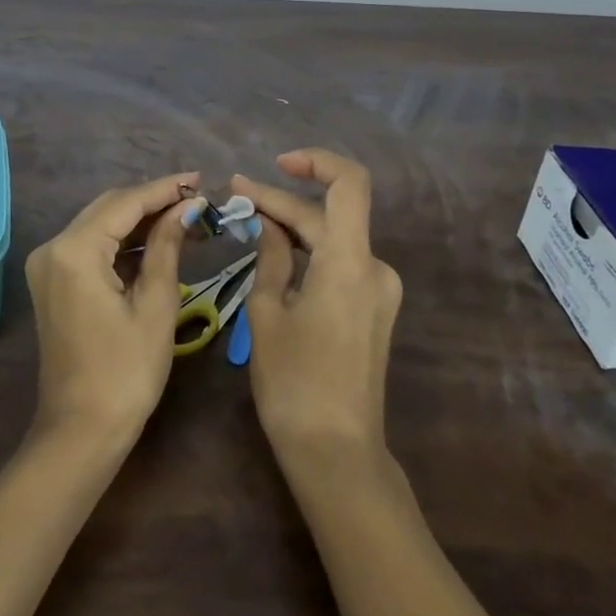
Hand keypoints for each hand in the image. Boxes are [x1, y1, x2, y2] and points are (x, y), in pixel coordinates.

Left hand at [24, 171, 198, 445]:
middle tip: (197, 200)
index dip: (165, 189)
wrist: (81, 431)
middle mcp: (53, 248)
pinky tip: (157, 242)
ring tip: (187, 219)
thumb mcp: (156, 304)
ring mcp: (49, 265)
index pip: (125, 203)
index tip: (200, 180)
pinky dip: (124, 243)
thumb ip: (168, 245)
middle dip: (153, 201)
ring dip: (140, 221)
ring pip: (101, 225)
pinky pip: (92, 247)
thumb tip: (187, 207)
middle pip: (109, 208)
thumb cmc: (125, 372)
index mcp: (74, 250)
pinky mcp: (54, 282)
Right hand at [234, 150, 402, 468]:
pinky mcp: (375, 309)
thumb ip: (270, 257)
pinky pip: (341, 263)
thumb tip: (268, 222)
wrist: (337, 454)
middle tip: (236, 197)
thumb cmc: (294, 383)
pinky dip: (310, 251)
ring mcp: (380, 290)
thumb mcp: (267, 314)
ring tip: (250, 220)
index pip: (349, 183)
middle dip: (283, 201)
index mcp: (350, 262)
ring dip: (295, 226)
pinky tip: (277, 253)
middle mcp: (375, 267)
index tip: (275, 164)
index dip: (316, 161)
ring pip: (335, 238)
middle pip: (330, 214)